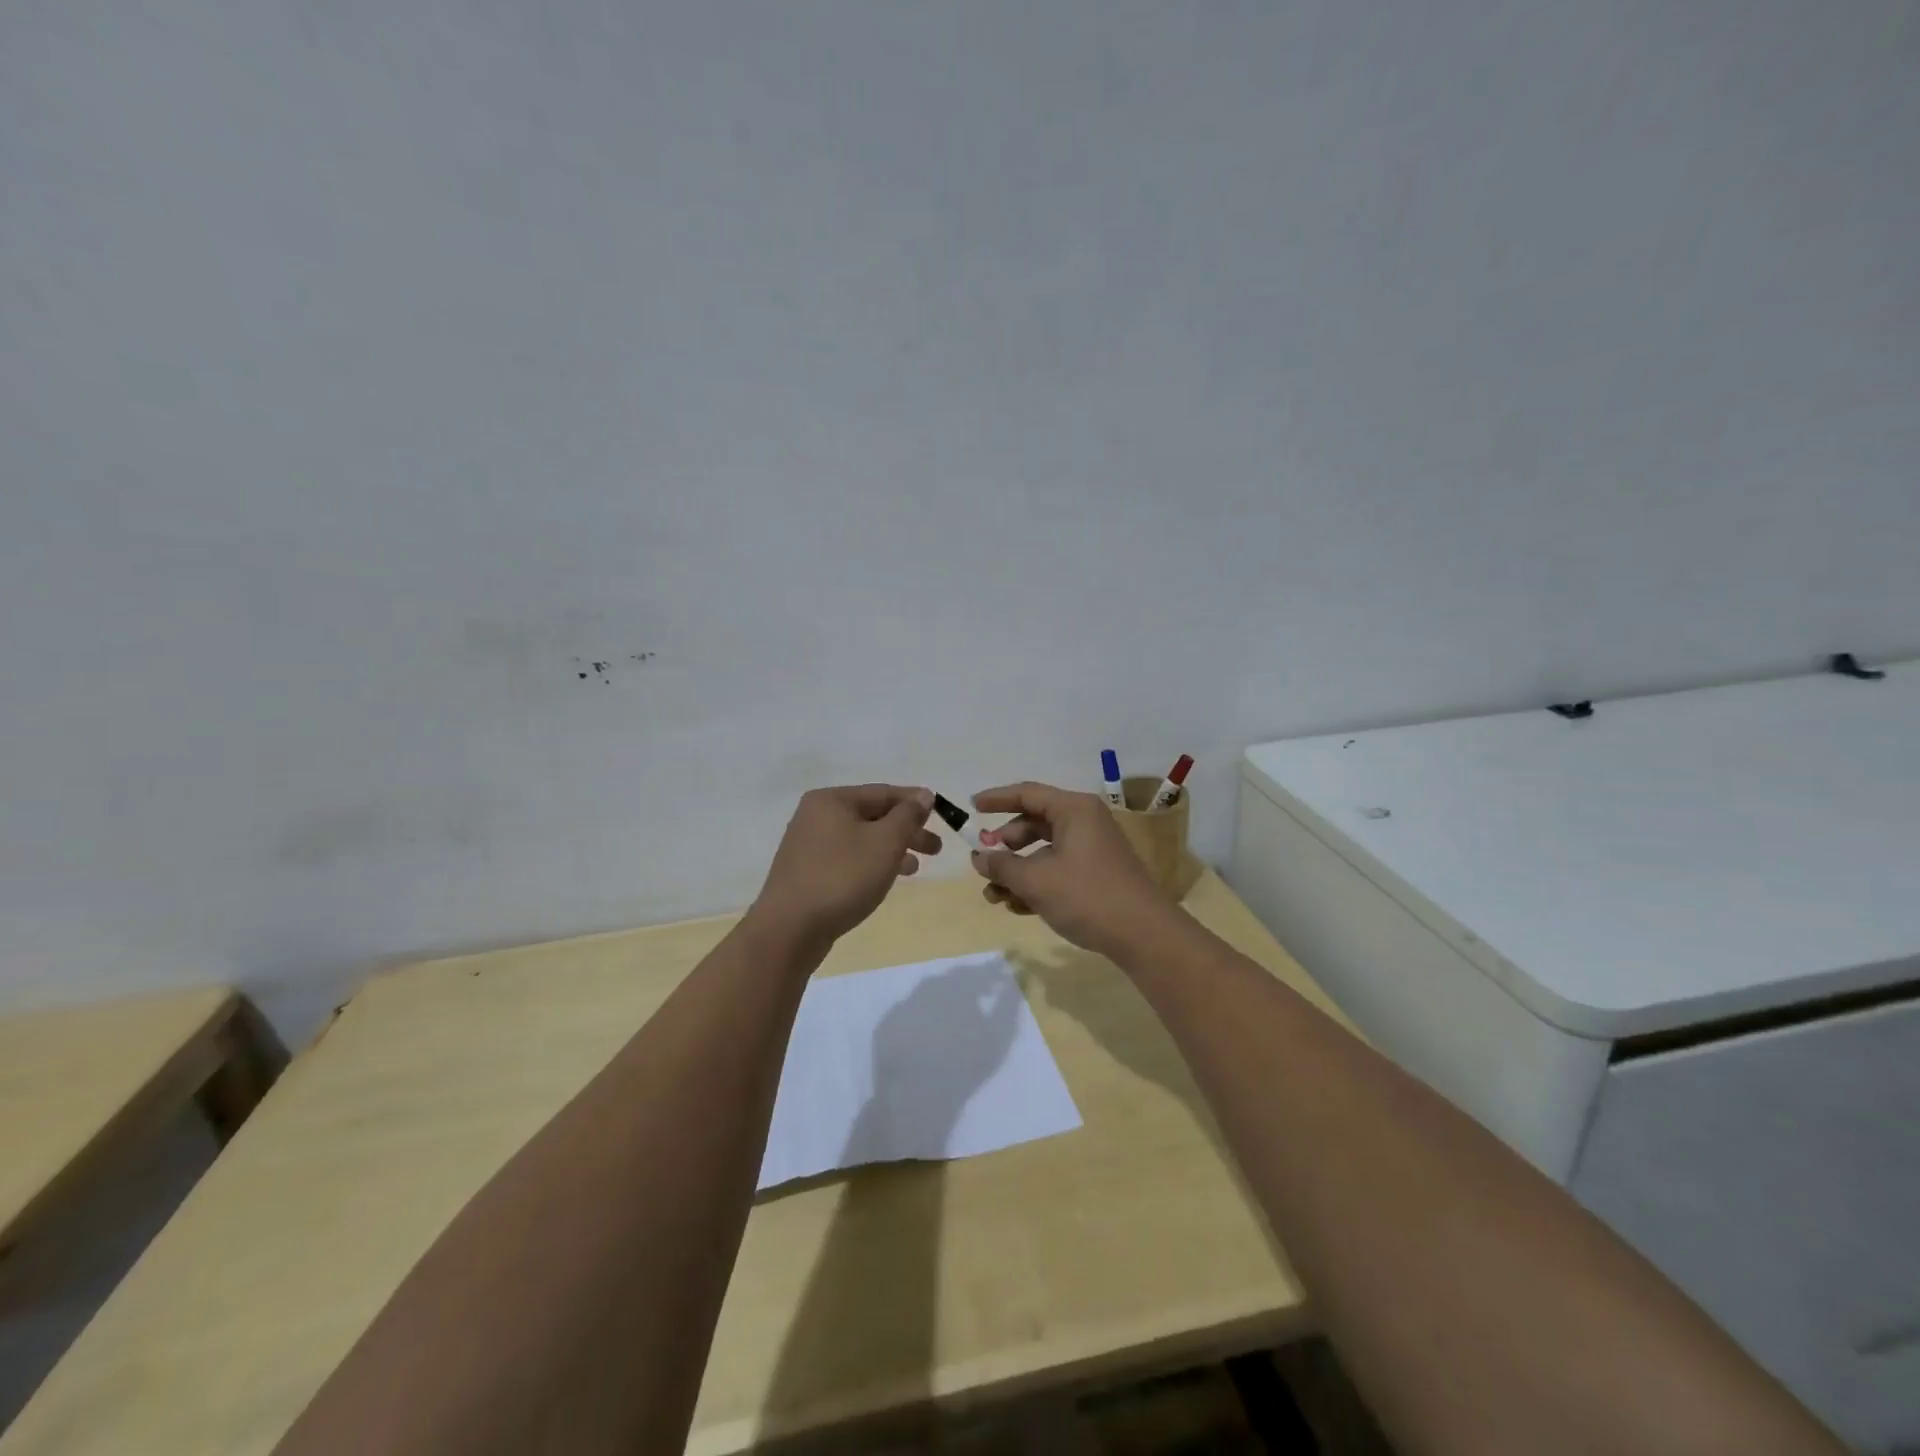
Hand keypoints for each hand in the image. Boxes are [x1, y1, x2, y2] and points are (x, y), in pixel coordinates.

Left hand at [751, 785, 940, 949]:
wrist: (790, 929)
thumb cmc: (843, 877)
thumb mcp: (885, 842)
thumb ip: (908, 816)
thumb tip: (923, 796)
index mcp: (832, 800)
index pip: (883, 792)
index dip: (915, 802)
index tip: (943, 813)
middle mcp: (816, 815)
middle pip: (872, 815)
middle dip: (906, 830)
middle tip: (935, 849)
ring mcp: (808, 845)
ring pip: (861, 839)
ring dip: (891, 849)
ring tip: (915, 868)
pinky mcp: (806, 872)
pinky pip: (847, 858)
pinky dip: (871, 863)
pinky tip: (885, 879)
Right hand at [969, 781, 1180, 958]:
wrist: (1143, 935)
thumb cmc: (1087, 896)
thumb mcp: (1036, 880)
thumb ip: (1002, 866)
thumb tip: (979, 857)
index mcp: (1074, 810)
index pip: (1027, 794)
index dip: (996, 799)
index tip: (971, 806)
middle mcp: (1084, 822)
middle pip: (1034, 823)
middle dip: (1005, 846)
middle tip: (984, 863)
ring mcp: (1092, 849)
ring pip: (1043, 851)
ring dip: (1017, 871)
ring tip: (995, 896)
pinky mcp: (1096, 874)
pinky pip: (1057, 869)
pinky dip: (1036, 883)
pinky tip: (1017, 907)